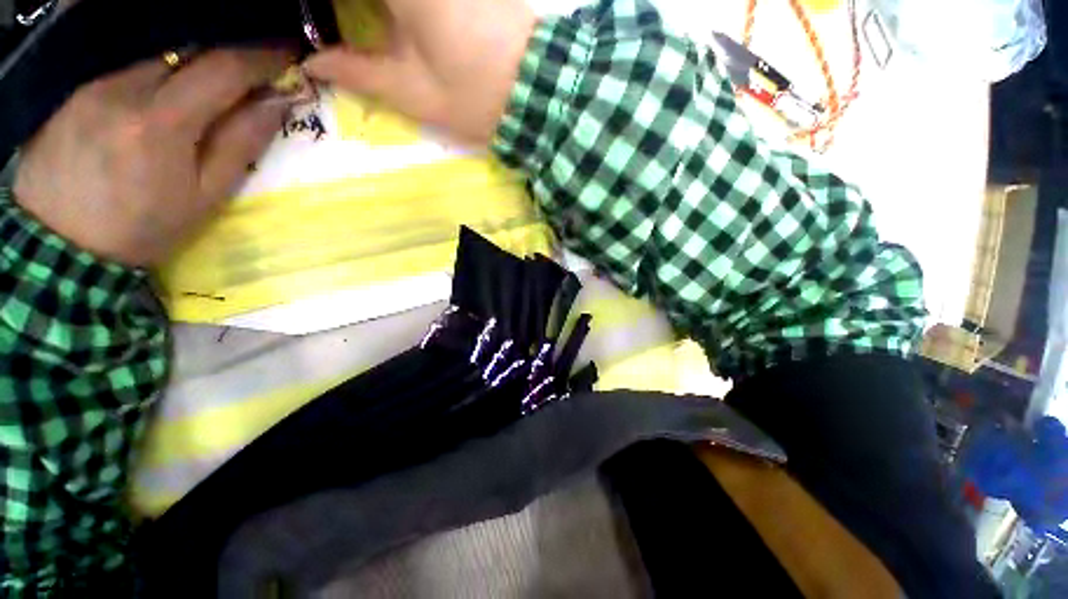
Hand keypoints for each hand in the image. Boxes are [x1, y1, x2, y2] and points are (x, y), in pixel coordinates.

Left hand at [13, 49, 294, 265]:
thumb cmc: (127, 238)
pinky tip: (124, 120)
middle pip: (194, 53)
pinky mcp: (82, 91)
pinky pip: (126, 73)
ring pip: (158, 62)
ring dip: (172, 78)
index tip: (285, 59)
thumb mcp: (191, 209)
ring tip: (161, 115)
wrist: (53, 256)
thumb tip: (277, 101)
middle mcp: (133, 88)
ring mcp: (103, 85)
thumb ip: (236, 150)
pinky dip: (138, 87)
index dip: (264, 56)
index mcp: (163, 124)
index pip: (228, 65)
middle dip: (216, 66)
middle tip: (221, 90)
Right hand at [304, 0, 536, 144]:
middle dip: (356, 4)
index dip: (335, 4)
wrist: (551, 89)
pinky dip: (401, 6)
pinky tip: (392, 19)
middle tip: (341, 20)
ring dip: (378, 7)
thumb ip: (354, 70)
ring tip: (361, 21)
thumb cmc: (474, 94)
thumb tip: (311, 62)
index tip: (320, 15)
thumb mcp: (406, 89)